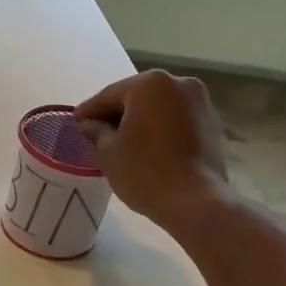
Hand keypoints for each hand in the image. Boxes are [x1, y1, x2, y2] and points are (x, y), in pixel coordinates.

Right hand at [74, 70, 228, 227]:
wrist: (196, 201)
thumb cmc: (145, 172)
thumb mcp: (108, 153)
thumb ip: (96, 132)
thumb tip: (89, 124)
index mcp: (149, 84)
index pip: (109, 95)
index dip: (88, 111)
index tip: (74, 123)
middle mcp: (178, 83)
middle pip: (136, 97)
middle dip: (115, 113)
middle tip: (94, 132)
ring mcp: (199, 102)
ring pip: (158, 107)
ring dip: (138, 121)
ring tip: (120, 142)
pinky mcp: (211, 123)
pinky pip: (175, 120)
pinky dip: (159, 129)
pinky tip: (146, 147)